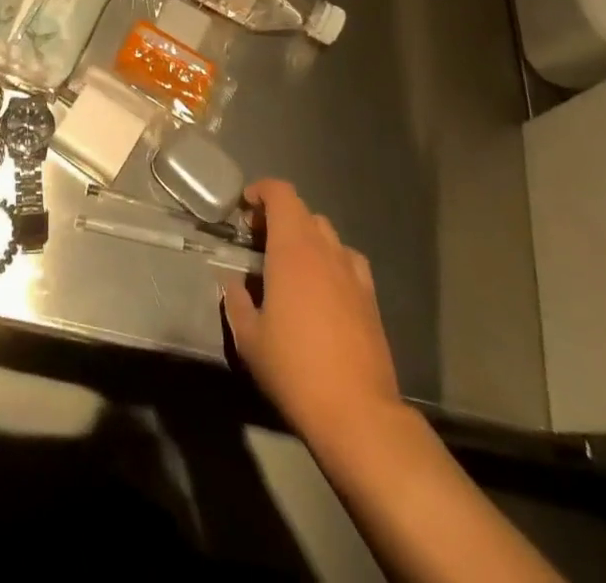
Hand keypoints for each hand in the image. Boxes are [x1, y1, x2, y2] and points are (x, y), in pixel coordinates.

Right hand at [221, 178, 402, 449]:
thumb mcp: (249, 338)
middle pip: (303, 211)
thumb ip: (236, 301)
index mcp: (293, 249)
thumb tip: (233, 285)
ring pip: (327, 234)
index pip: (281, 193)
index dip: (261, 191)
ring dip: (305, 237)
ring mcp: (352, 273)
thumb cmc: (295, 369)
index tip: (244, 208)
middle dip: (279, 216)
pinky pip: (348, 261)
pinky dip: (330, 261)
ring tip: (288, 264)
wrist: (358, 413)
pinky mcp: (371, 298)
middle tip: (258, 241)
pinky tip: (321, 288)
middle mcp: (325, 250)